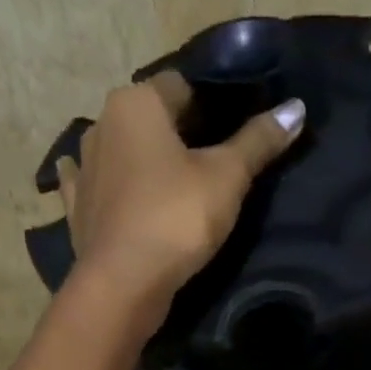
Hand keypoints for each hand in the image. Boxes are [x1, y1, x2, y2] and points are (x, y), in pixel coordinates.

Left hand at [58, 73, 303, 323]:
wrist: (123, 284)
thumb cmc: (177, 219)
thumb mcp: (228, 178)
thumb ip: (258, 142)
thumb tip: (296, 107)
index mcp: (136, 102)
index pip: (182, 86)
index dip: (212, 106)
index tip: (234, 135)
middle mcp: (100, 122)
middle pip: (150, 119)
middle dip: (177, 134)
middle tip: (212, 166)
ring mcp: (82, 166)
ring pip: (120, 150)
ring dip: (140, 159)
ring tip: (171, 187)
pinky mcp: (74, 207)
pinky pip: (94, 185)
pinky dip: (108, 186)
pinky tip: (117, 194)